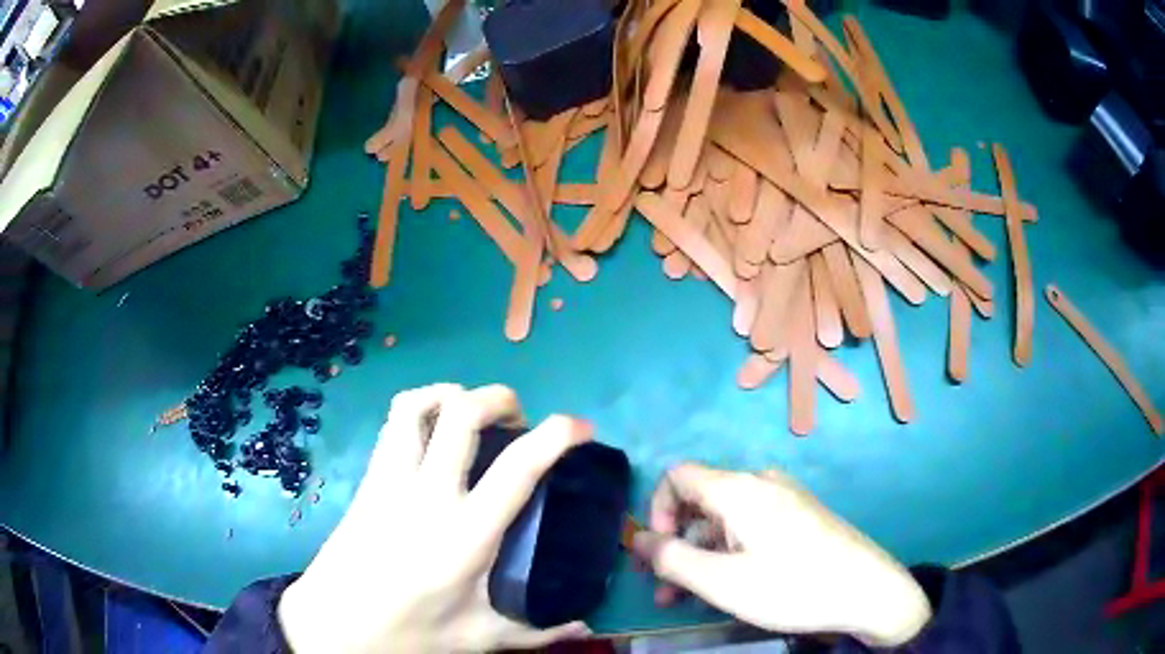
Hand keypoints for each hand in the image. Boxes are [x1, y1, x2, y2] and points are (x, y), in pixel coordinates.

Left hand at [278, 383, 592, 652]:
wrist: (335, 625)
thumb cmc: (410, 634)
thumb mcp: (480, 638)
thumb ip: (538, 630)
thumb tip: (586, 623)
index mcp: (465, 535)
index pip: (517, 468)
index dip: (556, 436)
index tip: (581, 428)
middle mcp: (427, 494)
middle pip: (463, 412)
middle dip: (501, 398)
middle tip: (520, 420)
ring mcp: (390, 480)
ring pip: (418, 404)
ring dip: (453, 394)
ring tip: (473, 414)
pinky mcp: (368, 479)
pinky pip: (394, 423)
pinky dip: (420, 407)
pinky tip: (433, 431)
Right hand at [632, 464, 931, 646]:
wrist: (867, 590)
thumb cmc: (792, 586)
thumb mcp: (722, 582)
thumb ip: (671, 559)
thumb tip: (637, 538)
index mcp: (739, 489)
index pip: (677, 477)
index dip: (656, 511)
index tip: (656, 553)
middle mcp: (760, 483)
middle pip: (700, 503)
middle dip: (675, 545)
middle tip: (664, 590)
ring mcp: (784, 499)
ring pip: (724, 521)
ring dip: (700, 556)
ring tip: (689, 599)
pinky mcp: (799, 516)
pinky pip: (750, 528)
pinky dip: (728, 554)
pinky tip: (729, 586)